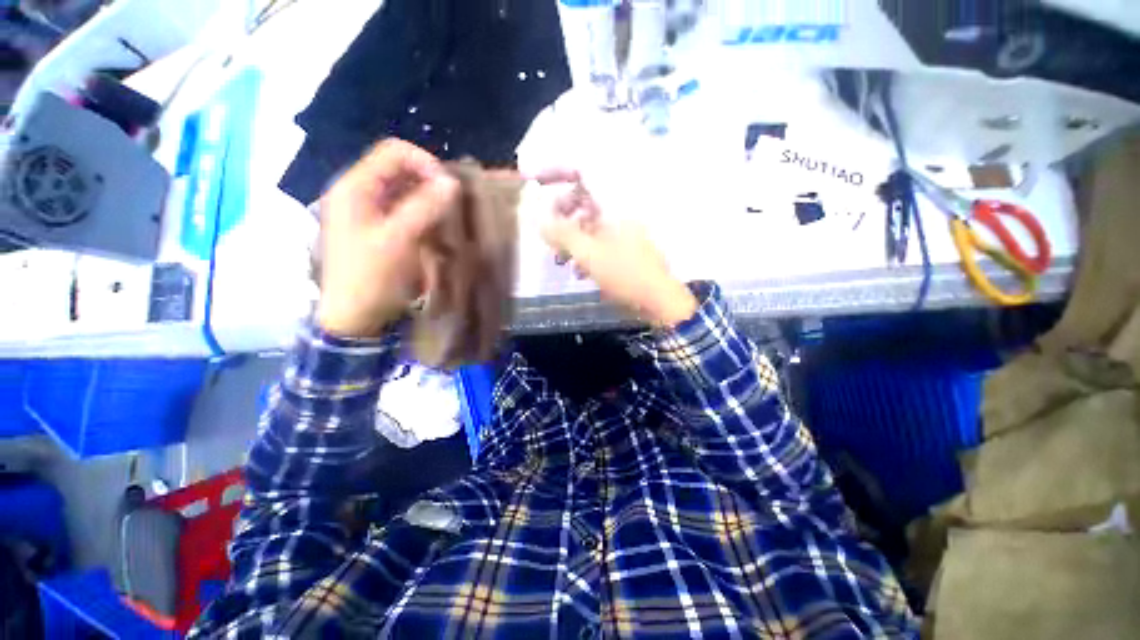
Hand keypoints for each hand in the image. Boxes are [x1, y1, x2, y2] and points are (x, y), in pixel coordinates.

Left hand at [317, 140, 458, 337]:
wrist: (354, 317)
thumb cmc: (372, 277)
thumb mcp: (400, 240)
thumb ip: (425, 207)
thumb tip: (452, 182)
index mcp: (355, 187)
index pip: (394, 152)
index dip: (426, 163)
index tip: (450, 187)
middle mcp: (359, 193)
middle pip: (400, 171)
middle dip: (430, 184)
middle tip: (453, 206)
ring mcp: (368, 212)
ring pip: (405, 192)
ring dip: (429, 202)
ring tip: (447, 221)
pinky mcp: (378, 230)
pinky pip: (405, 212)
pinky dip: (423, 217)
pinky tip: (436, 232)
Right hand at [536, 170, 697, 326]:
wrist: (658, 300)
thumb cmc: (624, 273)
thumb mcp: (588, 254)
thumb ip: (561, 233)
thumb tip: (539, 220)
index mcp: (613, 203)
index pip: (583, 172)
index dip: (557, 171)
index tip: (535, 182)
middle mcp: (619, 211)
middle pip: (583, 200)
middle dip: (562, 216)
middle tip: (550, 234)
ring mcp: (623, 230)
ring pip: (589, 223)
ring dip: (572, 239)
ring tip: (561, 260)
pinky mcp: (625, 247)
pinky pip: (599, 240)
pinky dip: (586, 251)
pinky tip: (580, 271)